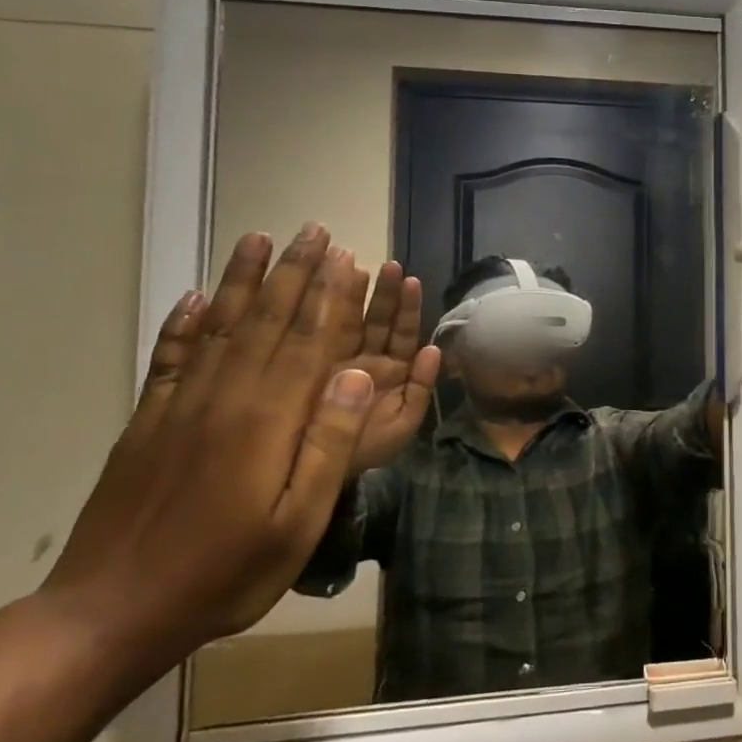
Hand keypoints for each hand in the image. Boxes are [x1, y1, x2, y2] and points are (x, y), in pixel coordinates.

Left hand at [43, 224, 376, 659]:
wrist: (109, 613)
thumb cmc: (224, 572)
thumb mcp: (298, 522)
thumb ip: (330, 444)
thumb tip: (361, 374)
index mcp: (267, 420)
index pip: (307, 342)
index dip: (328, 296)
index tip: (345, 256)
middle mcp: (225, 397)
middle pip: (266, 321)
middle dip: (294, 272)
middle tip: (314, 230)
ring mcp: (180, 405)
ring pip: (220, 326)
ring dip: (242, 280)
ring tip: (258, 240)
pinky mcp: (148, 421)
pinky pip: (170, 357)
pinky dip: (183, 322)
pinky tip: (193, 297)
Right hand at [333, 259, 441, 473]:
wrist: (315, 477)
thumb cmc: (365, 450)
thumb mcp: (402, 425)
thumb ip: (421, 389)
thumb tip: (433, 349)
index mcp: (391, 370)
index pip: (401, 333)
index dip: (407, 307)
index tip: (411, 280)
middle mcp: (364, 359)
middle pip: (378, 320)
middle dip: (384, 293)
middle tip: (388, 264)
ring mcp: (335, 359)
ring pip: (350, 322)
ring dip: (356, 295)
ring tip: (358, 266)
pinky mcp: (308, 365)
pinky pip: (318, 337)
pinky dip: (323, 314)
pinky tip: (323, 290)